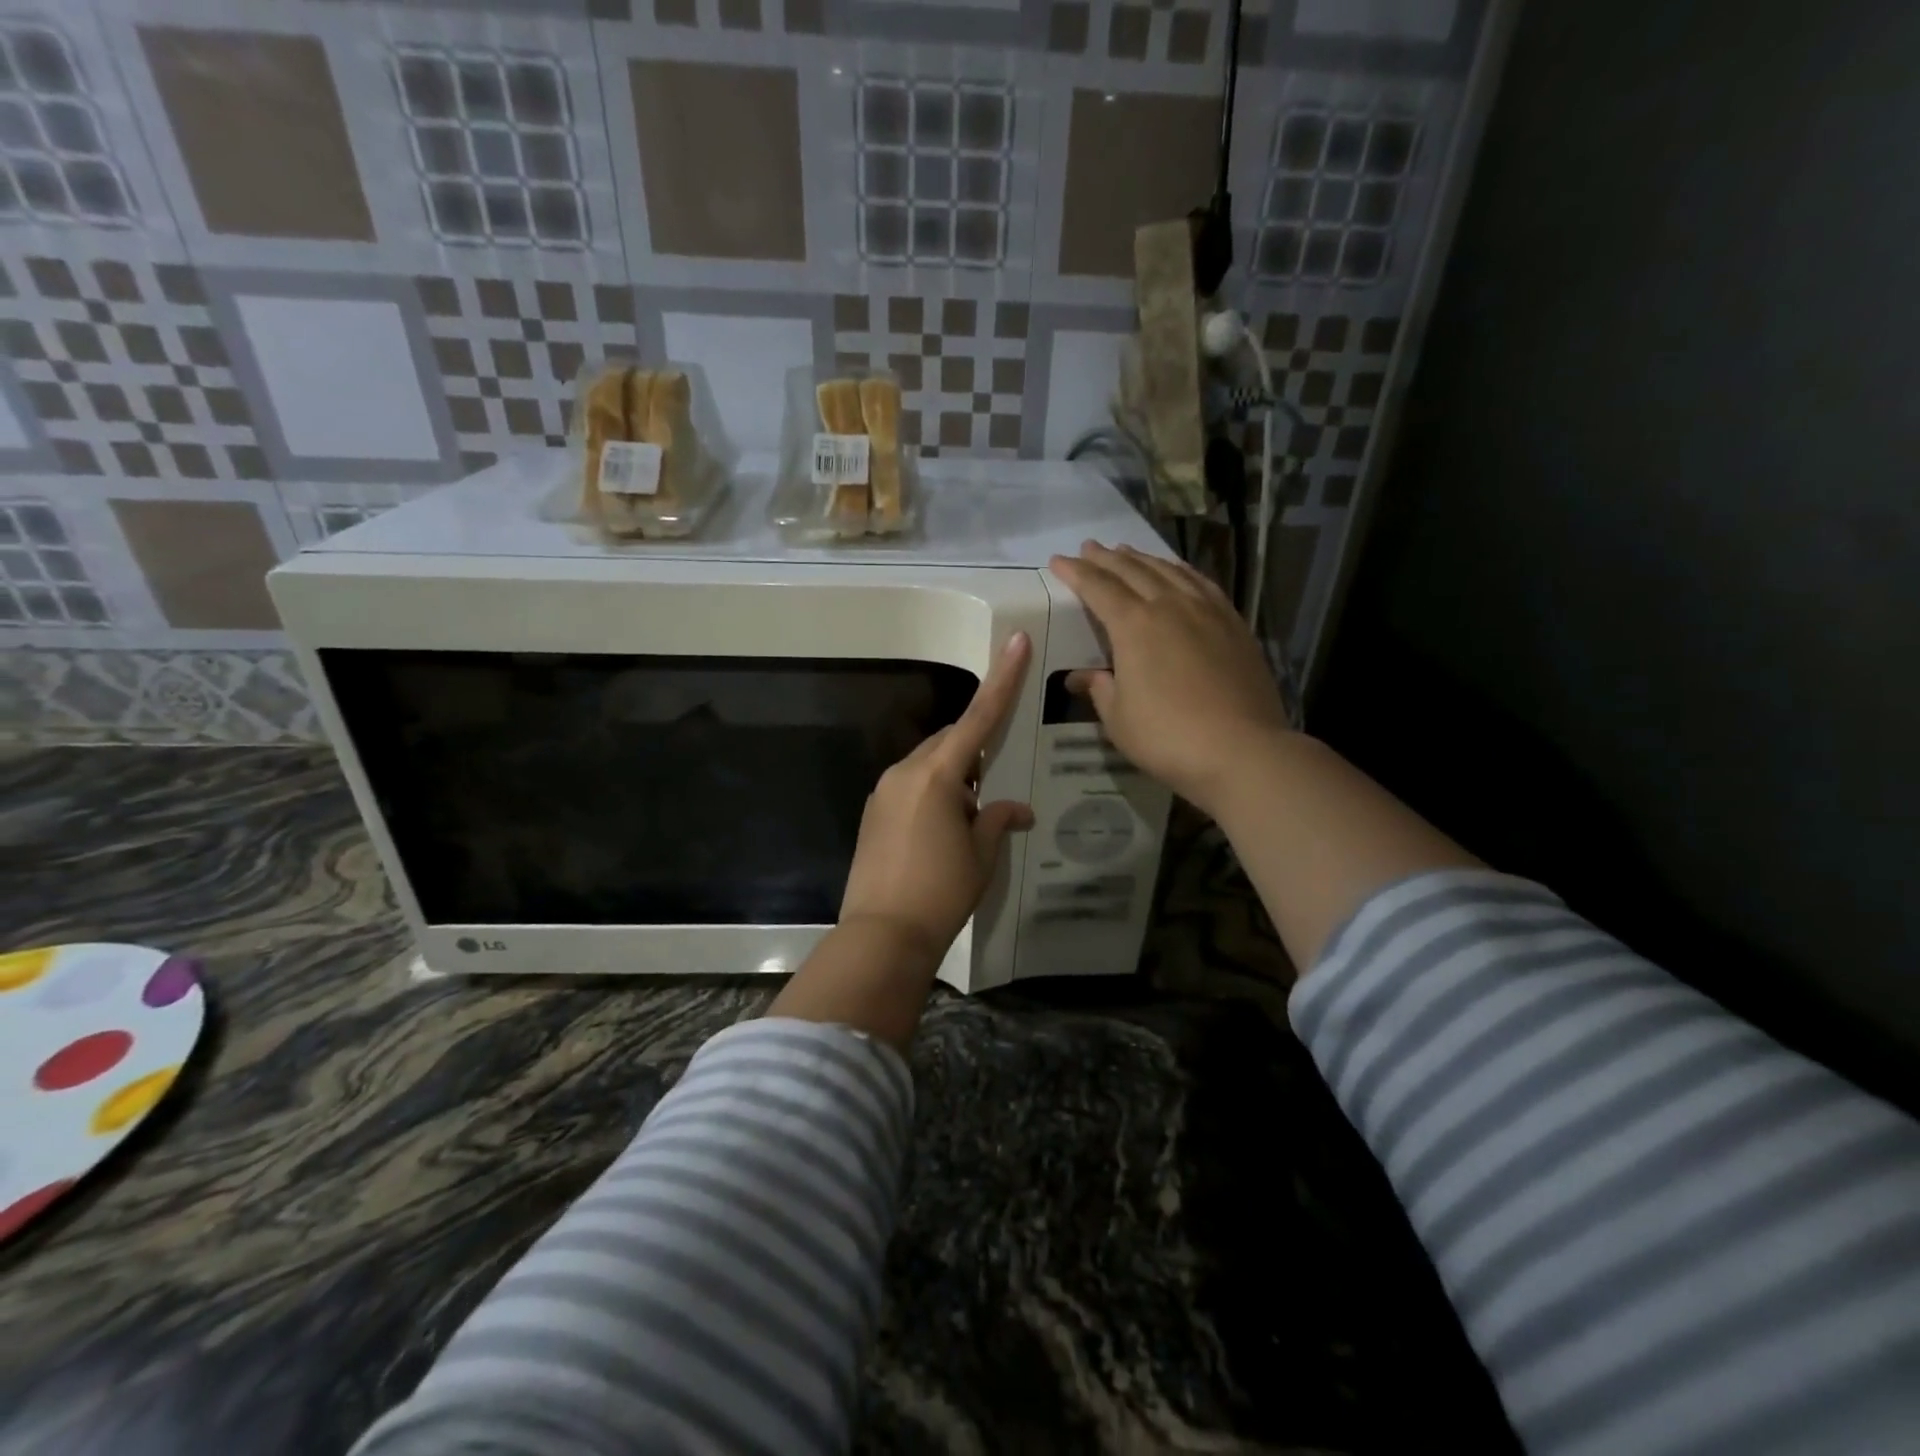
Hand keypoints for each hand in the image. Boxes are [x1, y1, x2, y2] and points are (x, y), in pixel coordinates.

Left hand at [838, 632, 1035, 964]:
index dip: (1001, 680)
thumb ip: (997, 820)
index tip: (1015, 643)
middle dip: (975, 752)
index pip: (978, 718)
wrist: (882, 934)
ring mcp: (884, 791)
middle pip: (949, 742)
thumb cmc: (940, 892)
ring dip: (954, 778)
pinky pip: (911, 786)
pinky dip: (934, 794)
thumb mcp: (981, 856)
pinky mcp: (873, 812)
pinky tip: (945, 829)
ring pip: (929, 765)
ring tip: (971, 817)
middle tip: (995, 785)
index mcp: (937, 775)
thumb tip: (1016, 809)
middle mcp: (905, 772)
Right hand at [1048, 542, 1290, 817]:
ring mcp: (1207, 612)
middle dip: (1106, 558)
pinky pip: (1202, 584)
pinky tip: (1178, 572)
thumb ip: (1100, 689)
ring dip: (1143, 558)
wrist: (1242, 750)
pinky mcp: (1234, 624)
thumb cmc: (1167, 737)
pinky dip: (1182, 571)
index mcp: (1134, 626)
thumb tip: (1082, 676)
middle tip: (1089, 547)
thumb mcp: (1118, 719)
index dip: (1076, 572)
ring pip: (1169, 571)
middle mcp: (1170, 606)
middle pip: (1133, 571)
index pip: (1098, 588)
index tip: (1058, 560)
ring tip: (1127, 551)